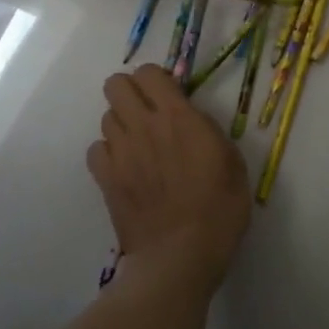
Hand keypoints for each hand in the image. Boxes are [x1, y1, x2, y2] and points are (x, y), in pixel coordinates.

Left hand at [88, 65, 252, 283]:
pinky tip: (125, 167)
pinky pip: (96, 149)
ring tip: (140, 145)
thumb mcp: (232, 162)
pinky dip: (108, 152)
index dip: (157, 79)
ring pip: (106, 116)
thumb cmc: (219, 210)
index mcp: (178, 117)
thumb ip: (208, 131)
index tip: (171, 96)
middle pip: (115, 85)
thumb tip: (192, 121)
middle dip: (130, 92)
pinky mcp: (105, 178)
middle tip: (149, 113)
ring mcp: (120, 152)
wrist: (180, 256)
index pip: (149, 72)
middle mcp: (143, 126)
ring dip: (122, 124)